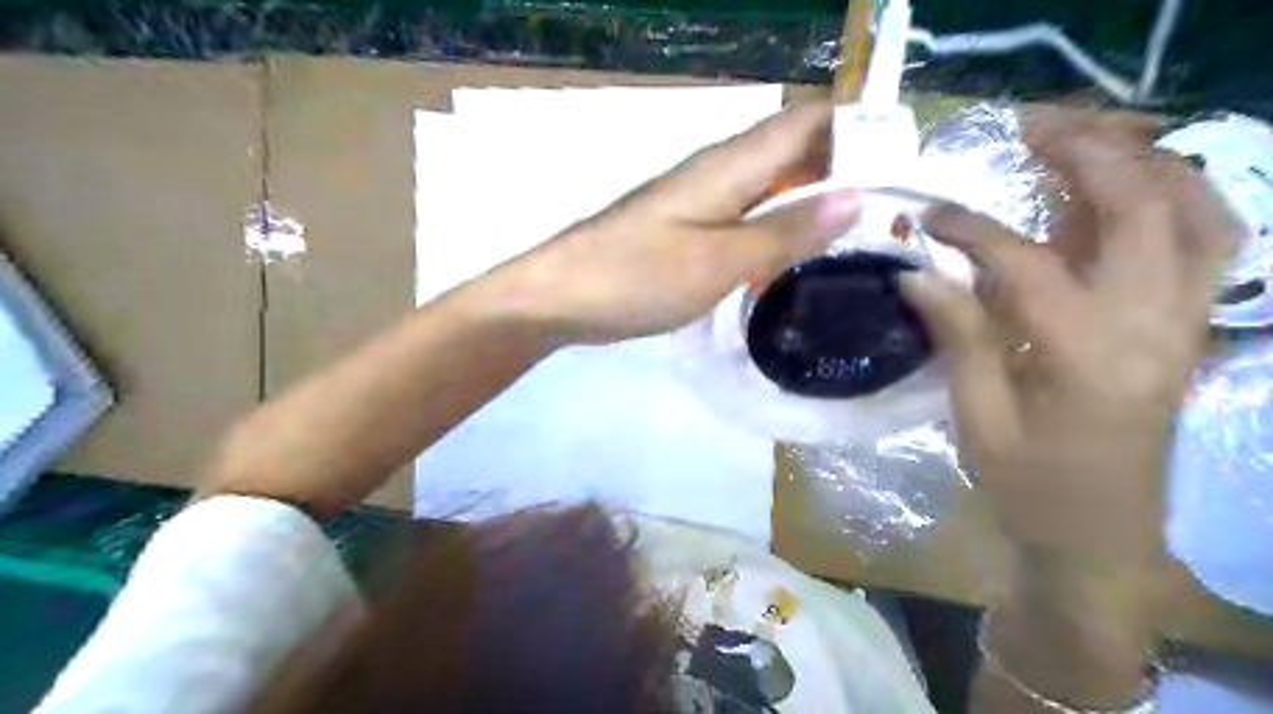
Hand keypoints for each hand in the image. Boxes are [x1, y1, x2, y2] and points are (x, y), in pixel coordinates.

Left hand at [491, 101, 859, 343]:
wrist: (561, 296)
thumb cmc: (637, 276)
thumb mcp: (720, 259)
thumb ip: (785, 229)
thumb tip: (855, 196)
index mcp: (731, 163)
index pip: (810, 119)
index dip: (859, 131)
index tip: (902, 170)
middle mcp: (720, 169)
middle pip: (795, 150)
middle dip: (844, 173)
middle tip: (889, 217)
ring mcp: (702, 199)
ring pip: (772, 185)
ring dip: (812, 204)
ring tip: (857, 241)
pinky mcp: (688, 227)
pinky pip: (747, 214)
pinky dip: (777, 228)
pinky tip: (794, 260)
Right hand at [904, 108, 1243, 564]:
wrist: (1101, 535)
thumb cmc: (1029, 485)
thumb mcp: (978, 419)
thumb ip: (960, 335)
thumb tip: (916, 272)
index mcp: (1087, 357)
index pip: (1027, 263)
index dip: (971, 229)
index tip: (927, 213)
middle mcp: (1155, 324)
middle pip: (1140, 206)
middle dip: (1084, 151)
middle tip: (1026, 127)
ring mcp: (1187, 321)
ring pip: (1197, 208)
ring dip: (1143, 160)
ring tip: (1082, 140)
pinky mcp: (1192, 326)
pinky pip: (1210, 237)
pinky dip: (1177, 194)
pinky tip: (1129, 185)